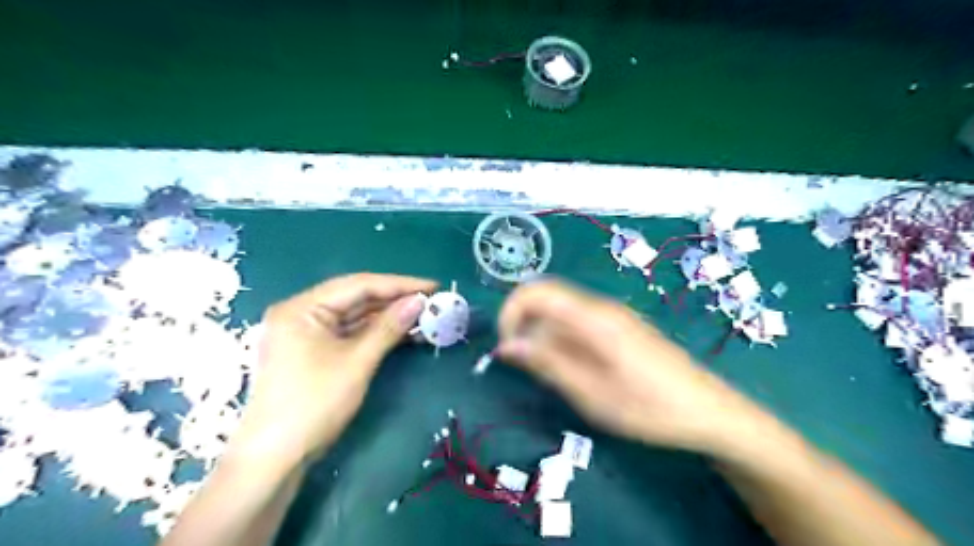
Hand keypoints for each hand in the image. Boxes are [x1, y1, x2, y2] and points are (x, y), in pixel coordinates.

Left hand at [232, 272, 435, 467]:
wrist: (276, 458)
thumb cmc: (314, 404)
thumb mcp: (357, 362)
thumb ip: (389, 327)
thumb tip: (420, 301)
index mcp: (302, 308)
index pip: (359, 285)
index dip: (400, 284)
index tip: (433, 287)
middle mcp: (301, 313)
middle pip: (356, 298)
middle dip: (395, 300)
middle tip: (432, 302)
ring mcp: (306, 333)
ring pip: (355, 316)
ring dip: (388, 316)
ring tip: (424, 317)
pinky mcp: (313, 351)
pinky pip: (349, 333)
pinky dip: (375, 332)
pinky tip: (402, 332)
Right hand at [499, 279, 756, 454]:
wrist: (709, 411)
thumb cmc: (650, 408)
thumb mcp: (591, 393)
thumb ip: (547, 364)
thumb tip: (507, 344)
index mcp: (593, 318)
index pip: (536, 291)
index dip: (511, 312)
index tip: (505, 346)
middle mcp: (600, 307)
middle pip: (546, 299)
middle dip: (525, 327)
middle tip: (524, 366)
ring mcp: (612, 316)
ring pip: (561, 313)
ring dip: (543, 337)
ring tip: (551, 375)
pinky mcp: (619, 327)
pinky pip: (578, 324)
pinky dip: (562, 341)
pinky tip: (573, 370)